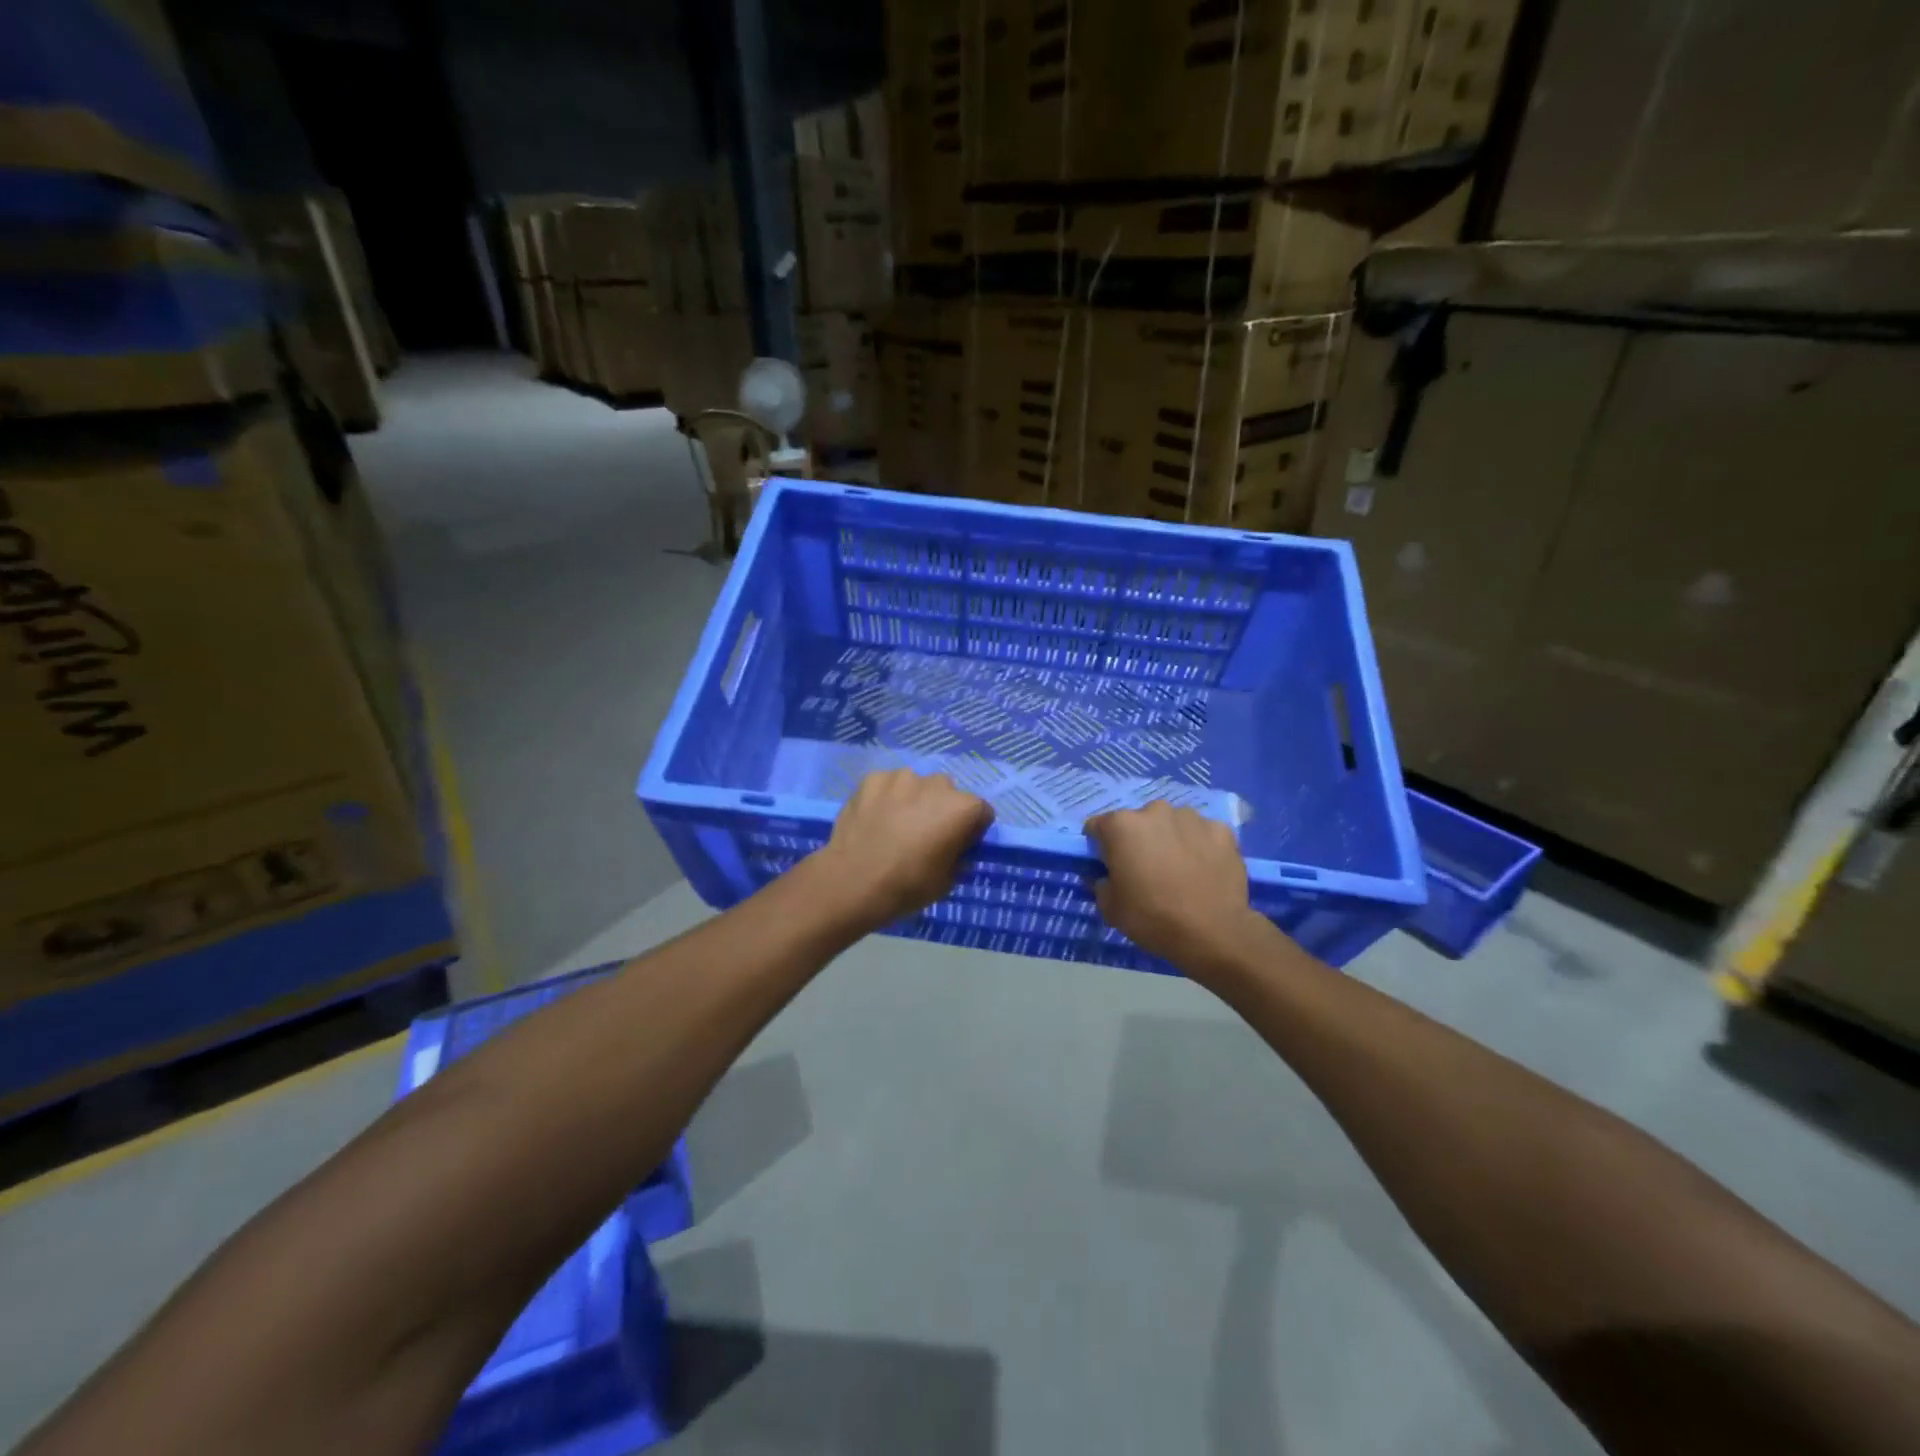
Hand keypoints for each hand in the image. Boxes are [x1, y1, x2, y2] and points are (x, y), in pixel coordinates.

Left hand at [815, 770, 993, 930]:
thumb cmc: (907, 886)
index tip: (957, 846)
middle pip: (948, 794)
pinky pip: (888, 786)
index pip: (981, 812)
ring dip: (913, 800)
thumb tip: (956, 848)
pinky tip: (875, 819)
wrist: (852, 881)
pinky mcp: (872, 778)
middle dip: (942, 810)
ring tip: (895, 826)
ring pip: (916, 786)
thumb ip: (959, 857)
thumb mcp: (947, 881)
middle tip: (924, 835)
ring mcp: (902, 777)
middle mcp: (937, 783)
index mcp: (962, 808)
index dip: (971, 830)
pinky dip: (886, 798)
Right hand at [1086, 801, 1268, 971]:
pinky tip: (1204, 870)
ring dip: (1170, 839)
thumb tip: (1105, 876)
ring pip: (1172, 824)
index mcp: (1122, 825)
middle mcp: (1155, 810)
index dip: (1100, 847)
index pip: (1098, 827)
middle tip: (1146, 870)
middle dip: (1138, 840)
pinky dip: (1200, 846)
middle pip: (1138, 822)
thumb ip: (1100, 883)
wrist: (1213, 933)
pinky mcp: (1221, 830)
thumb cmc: (1152, 918)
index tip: (1109, 866)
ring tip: (1179, 870)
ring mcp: (1192, 818)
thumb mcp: (1110, 908)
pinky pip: (1203, 834)